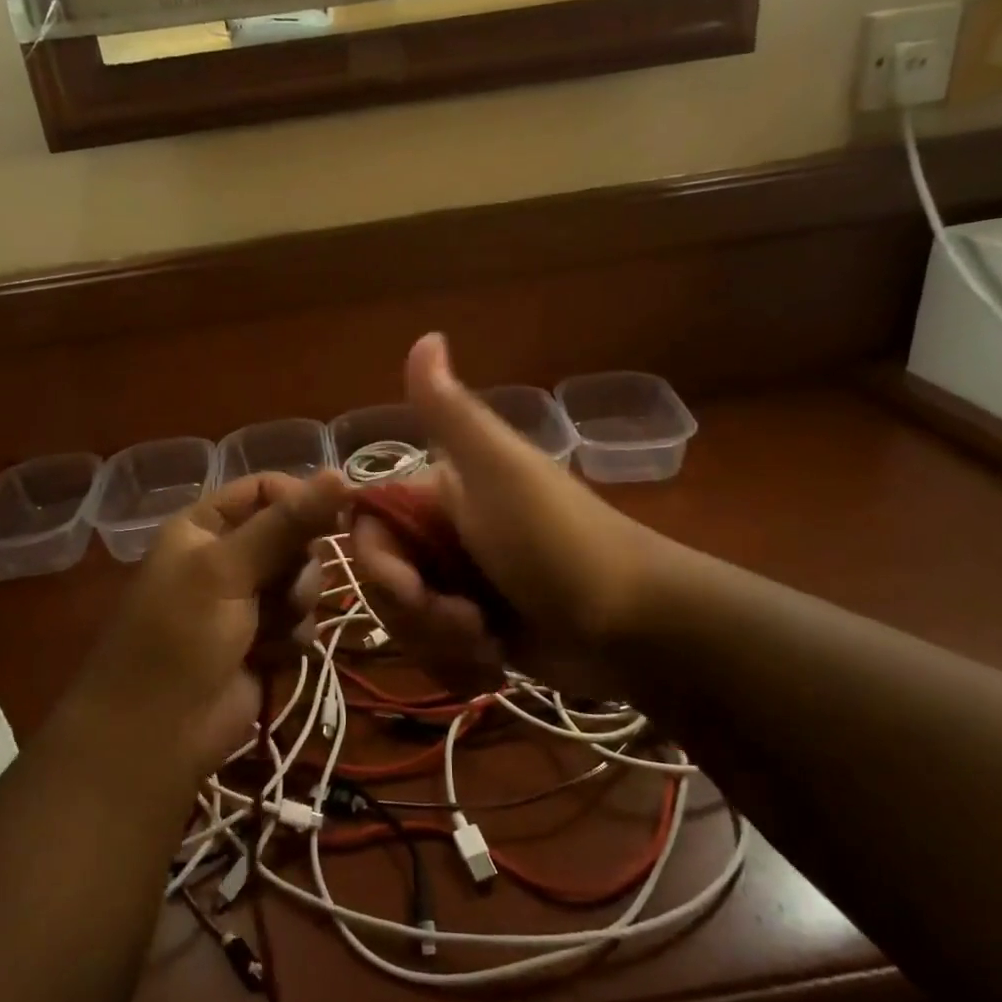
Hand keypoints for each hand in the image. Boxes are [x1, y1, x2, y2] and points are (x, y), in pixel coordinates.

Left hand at [75, 472, 349, 777]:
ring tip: (271, 630)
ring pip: (303, 581)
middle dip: (299, 565)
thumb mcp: (229, 569)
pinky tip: (272, 656)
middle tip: (285, 590)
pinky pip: (301, 622)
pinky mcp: (264, 641)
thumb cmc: (181, 637)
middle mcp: (227, 557)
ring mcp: (246, 601)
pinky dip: (292, 638)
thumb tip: (342, 473)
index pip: (266, 489)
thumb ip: (288, 522)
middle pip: (293, 536)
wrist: (156, 735)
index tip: (333, 520)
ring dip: (295, 605)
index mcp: (205, 526)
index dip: (300, 500)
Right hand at [318, 334, 666, 697]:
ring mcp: (461, 588)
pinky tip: (496, 663)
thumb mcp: (498, 469)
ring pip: (407, 626)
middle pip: (384, 586)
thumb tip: (426, 335)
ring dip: (442, 645)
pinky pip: (436, 656)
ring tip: (490, 643)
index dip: (379, 568)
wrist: (634, 625)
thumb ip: (449, 411)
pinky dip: (460, 666)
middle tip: (469, 622)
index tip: (412, 591)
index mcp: (439, 495)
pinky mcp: (479, 634)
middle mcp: (443, 538)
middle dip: (419, 616)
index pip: (368, 531)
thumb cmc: (558, 541)